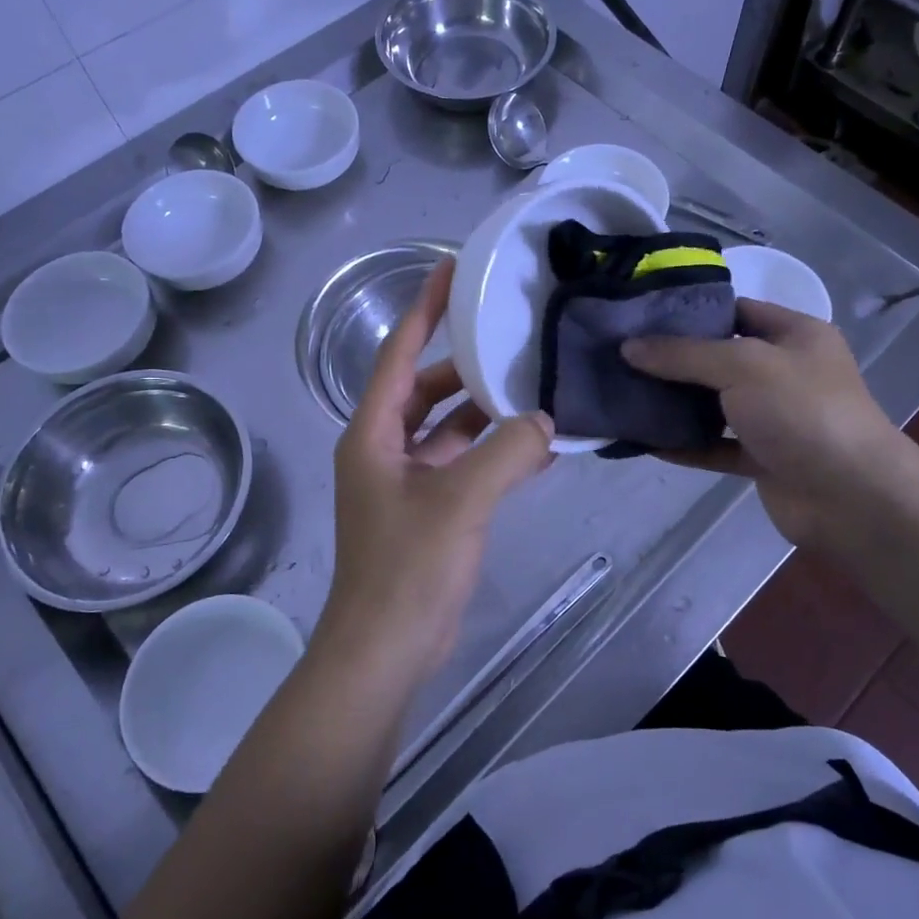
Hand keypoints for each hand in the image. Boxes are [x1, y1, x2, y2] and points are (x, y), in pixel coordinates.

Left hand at [314, 259, 554, 685]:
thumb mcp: (460, 501)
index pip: (399, 353)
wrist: (386, 649)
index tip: (450, 269)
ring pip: (449, 428)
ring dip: (486, 413)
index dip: (423, 309)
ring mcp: (406, 480)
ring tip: (535, 388)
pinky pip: (463, 464)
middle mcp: (384, 447)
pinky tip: (537, 448)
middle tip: (512, 337)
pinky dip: (494, 453)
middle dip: (465, 365)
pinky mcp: (429, 509)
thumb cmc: (408, 567)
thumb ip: (507, 452)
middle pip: (427, 388)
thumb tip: (545, 420)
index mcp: (373, 432)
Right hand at [621, 298, 910, 553]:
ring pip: (715, 404)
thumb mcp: (742, 365)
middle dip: (674, 359)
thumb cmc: (803, 412)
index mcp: (794, 335)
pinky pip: (715, 445)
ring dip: (676, 403)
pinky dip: (685, 444)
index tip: (641, 316)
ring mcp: (775, 418)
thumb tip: (629, 347)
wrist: (853, 498)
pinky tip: (645, 441)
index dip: (691, 311)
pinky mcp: (763, 458)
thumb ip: (683, 354)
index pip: (736, 310)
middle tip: (622, 355)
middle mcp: (785, 372)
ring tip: (625, 394)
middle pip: (720, 358)